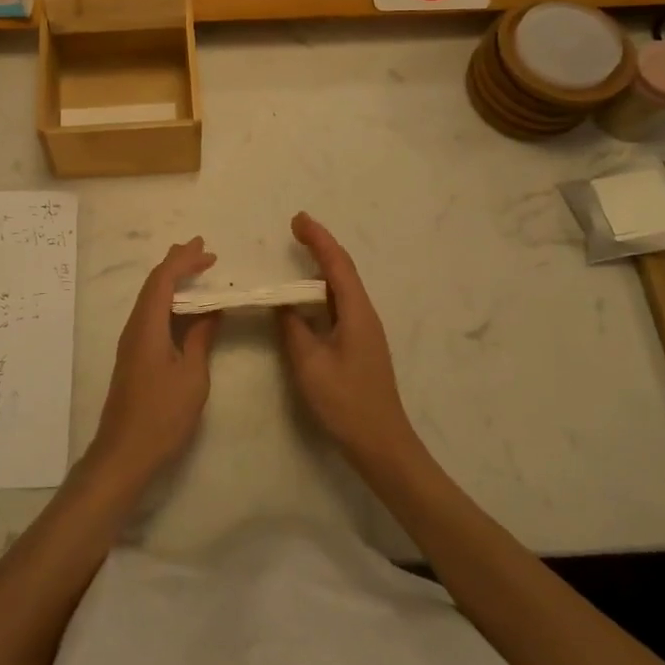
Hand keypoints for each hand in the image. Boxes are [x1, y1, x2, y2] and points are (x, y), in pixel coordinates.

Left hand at [87, 238, 219, 485]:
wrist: (124, 453)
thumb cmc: (162, 415)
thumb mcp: (192, 376)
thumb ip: (200, 338)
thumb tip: (211, 310)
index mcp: (148, 326)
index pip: (163, 279)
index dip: (183, 260)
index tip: (207, 250)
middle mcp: (135, 327)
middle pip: (153, 284)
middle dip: (176, 263)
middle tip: (201, 250)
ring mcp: (131, 342)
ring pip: (150, 298)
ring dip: (172, 280)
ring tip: (194, 270)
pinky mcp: (133, 356)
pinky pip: (151, 314)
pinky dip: (168, 301)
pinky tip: (182, 308)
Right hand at [279, 213, 416, 466]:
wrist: (382, 444)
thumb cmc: (346, 403)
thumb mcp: (310, 364)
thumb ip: (293, 328)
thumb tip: (282, 303)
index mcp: (356, 312)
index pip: (337, 264)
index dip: (318, 238)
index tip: (298, 219)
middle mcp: (364, 313)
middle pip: (343, 269)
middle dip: (321, 245)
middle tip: (296, 227)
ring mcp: (365, 329)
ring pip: (342, 287)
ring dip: (323, 265)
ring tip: (301, 251)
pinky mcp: (360, 344)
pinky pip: (340, 304)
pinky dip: (323, 289)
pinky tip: (309, 296)